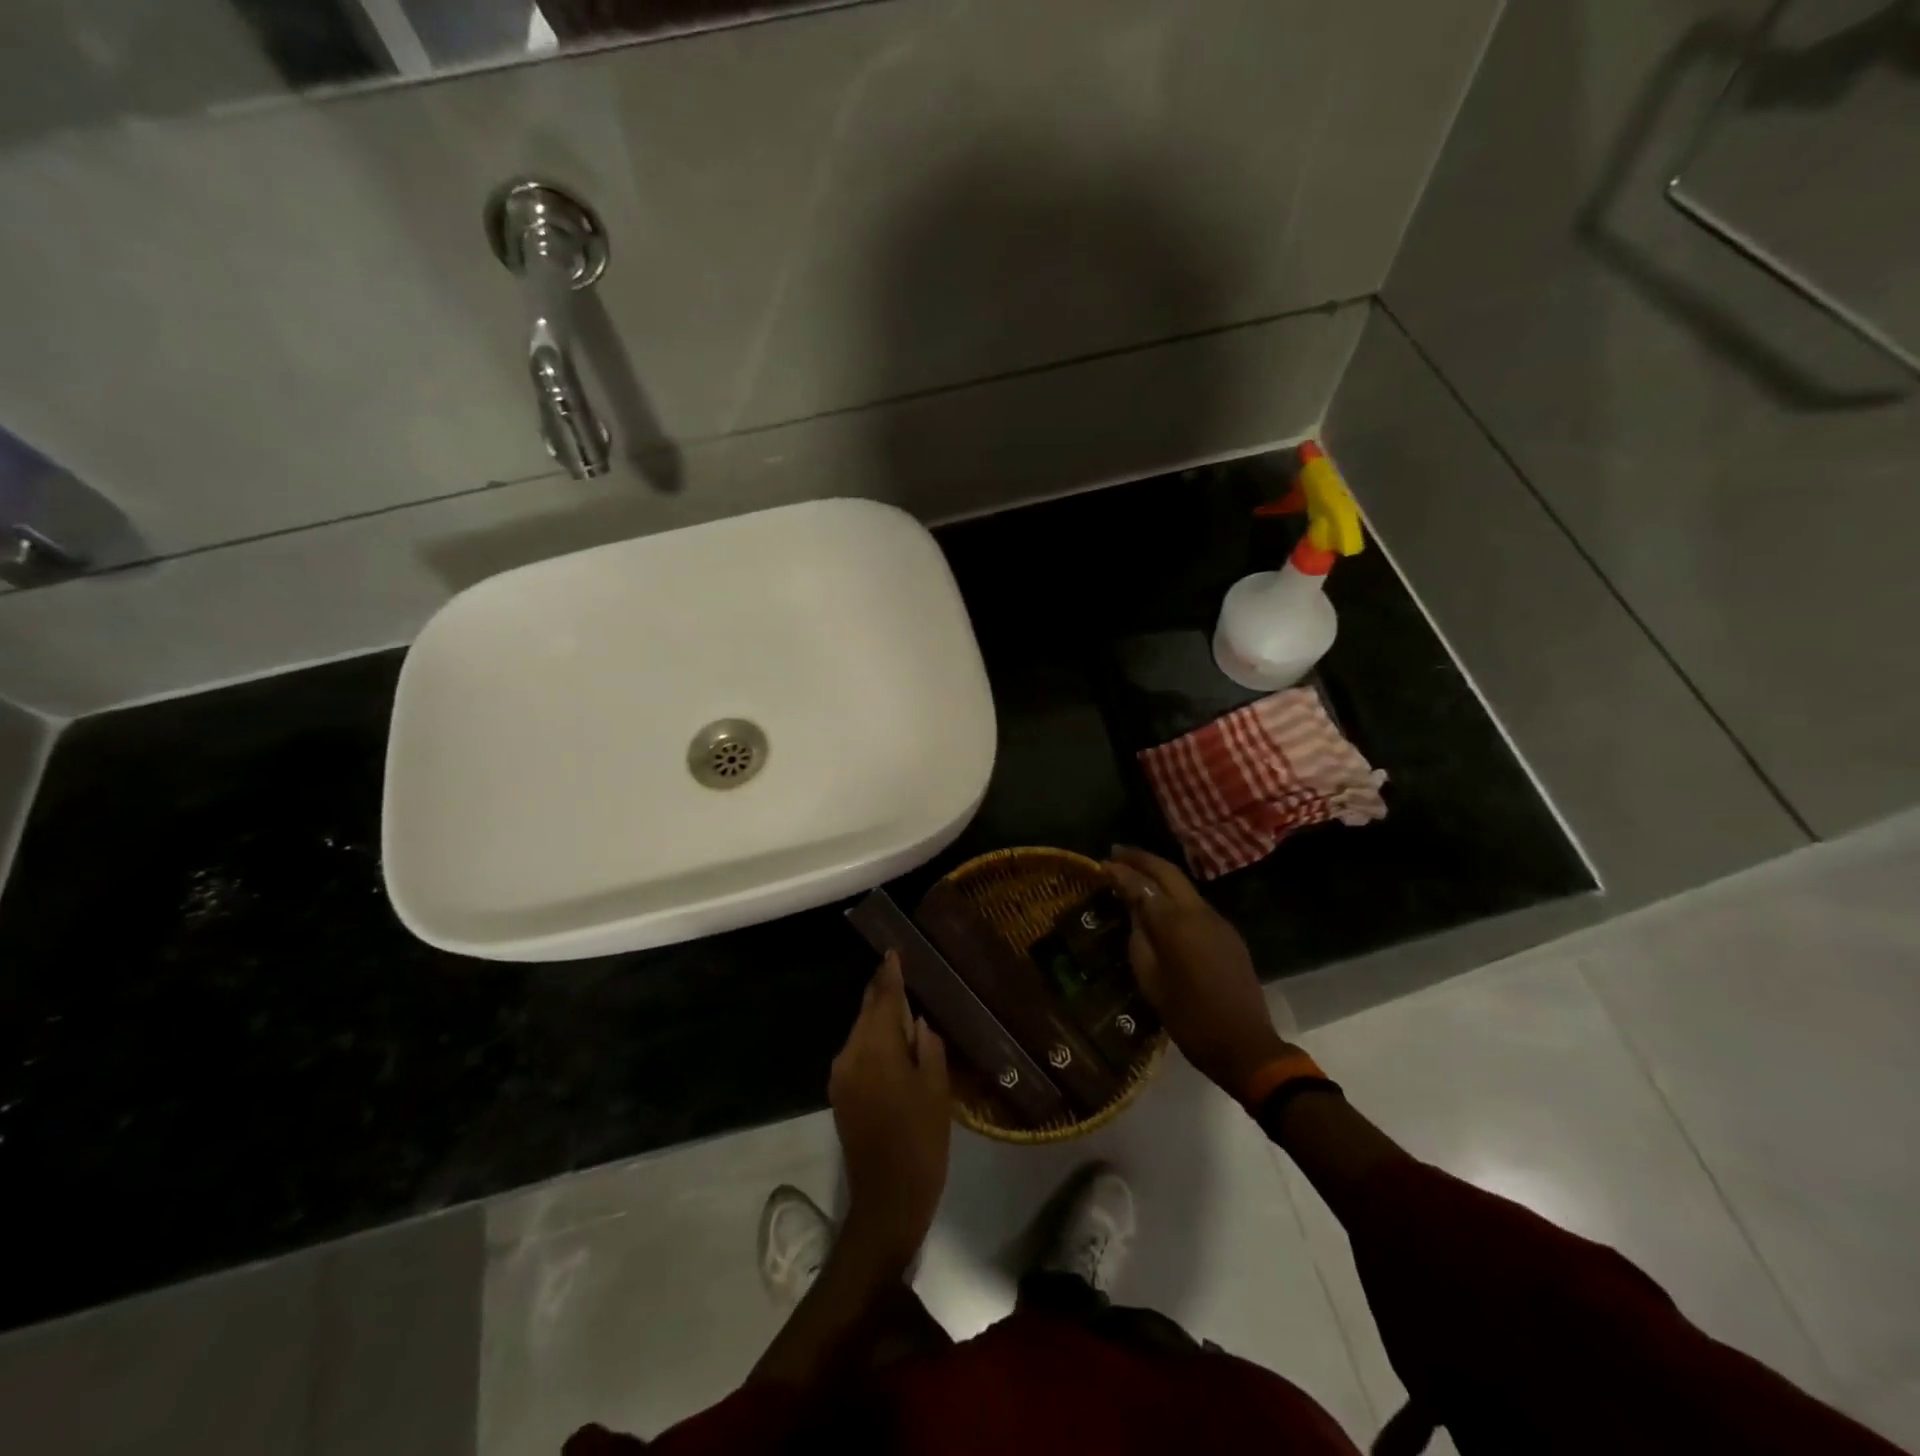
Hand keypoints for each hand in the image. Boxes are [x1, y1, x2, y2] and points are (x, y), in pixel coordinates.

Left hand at [829, 952, 950, 1272]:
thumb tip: (917, 1023)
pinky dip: (873, 1041)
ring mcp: (841, 1076)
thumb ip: (928, 1048)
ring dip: (879, 1018)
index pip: (883, 999)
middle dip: (882, 992)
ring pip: (861, 1033)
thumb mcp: (937, 1091)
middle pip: (867, 1013)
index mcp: (876, 1050)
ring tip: (902, 1005)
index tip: (894, 952)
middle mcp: (850, 1055)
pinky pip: (858, 1053)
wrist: (887, 1201)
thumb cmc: (921, 1142)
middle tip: (899, 971)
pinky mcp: (839, 1095)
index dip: (890, 975)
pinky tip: (892, 1042)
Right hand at [1104, 846, 1292, 1098]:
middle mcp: (1199, 912)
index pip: (1142, 885)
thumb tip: (1134, 912)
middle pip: (1168, 872)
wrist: (1244, 1045)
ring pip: (1184, 886)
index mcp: (1176, 924)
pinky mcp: (1229, 933)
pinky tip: (1161, 904)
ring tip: (1135, 874)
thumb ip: (1139, 939)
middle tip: (1117, 853)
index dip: (1121, 872)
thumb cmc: (1189, 1018)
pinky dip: (1174, 896)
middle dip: (1142, 859)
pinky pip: (1196, 905)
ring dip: (1159, 875)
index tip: (1102, 863)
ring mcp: (1218, 921)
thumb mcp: (1150, 981)